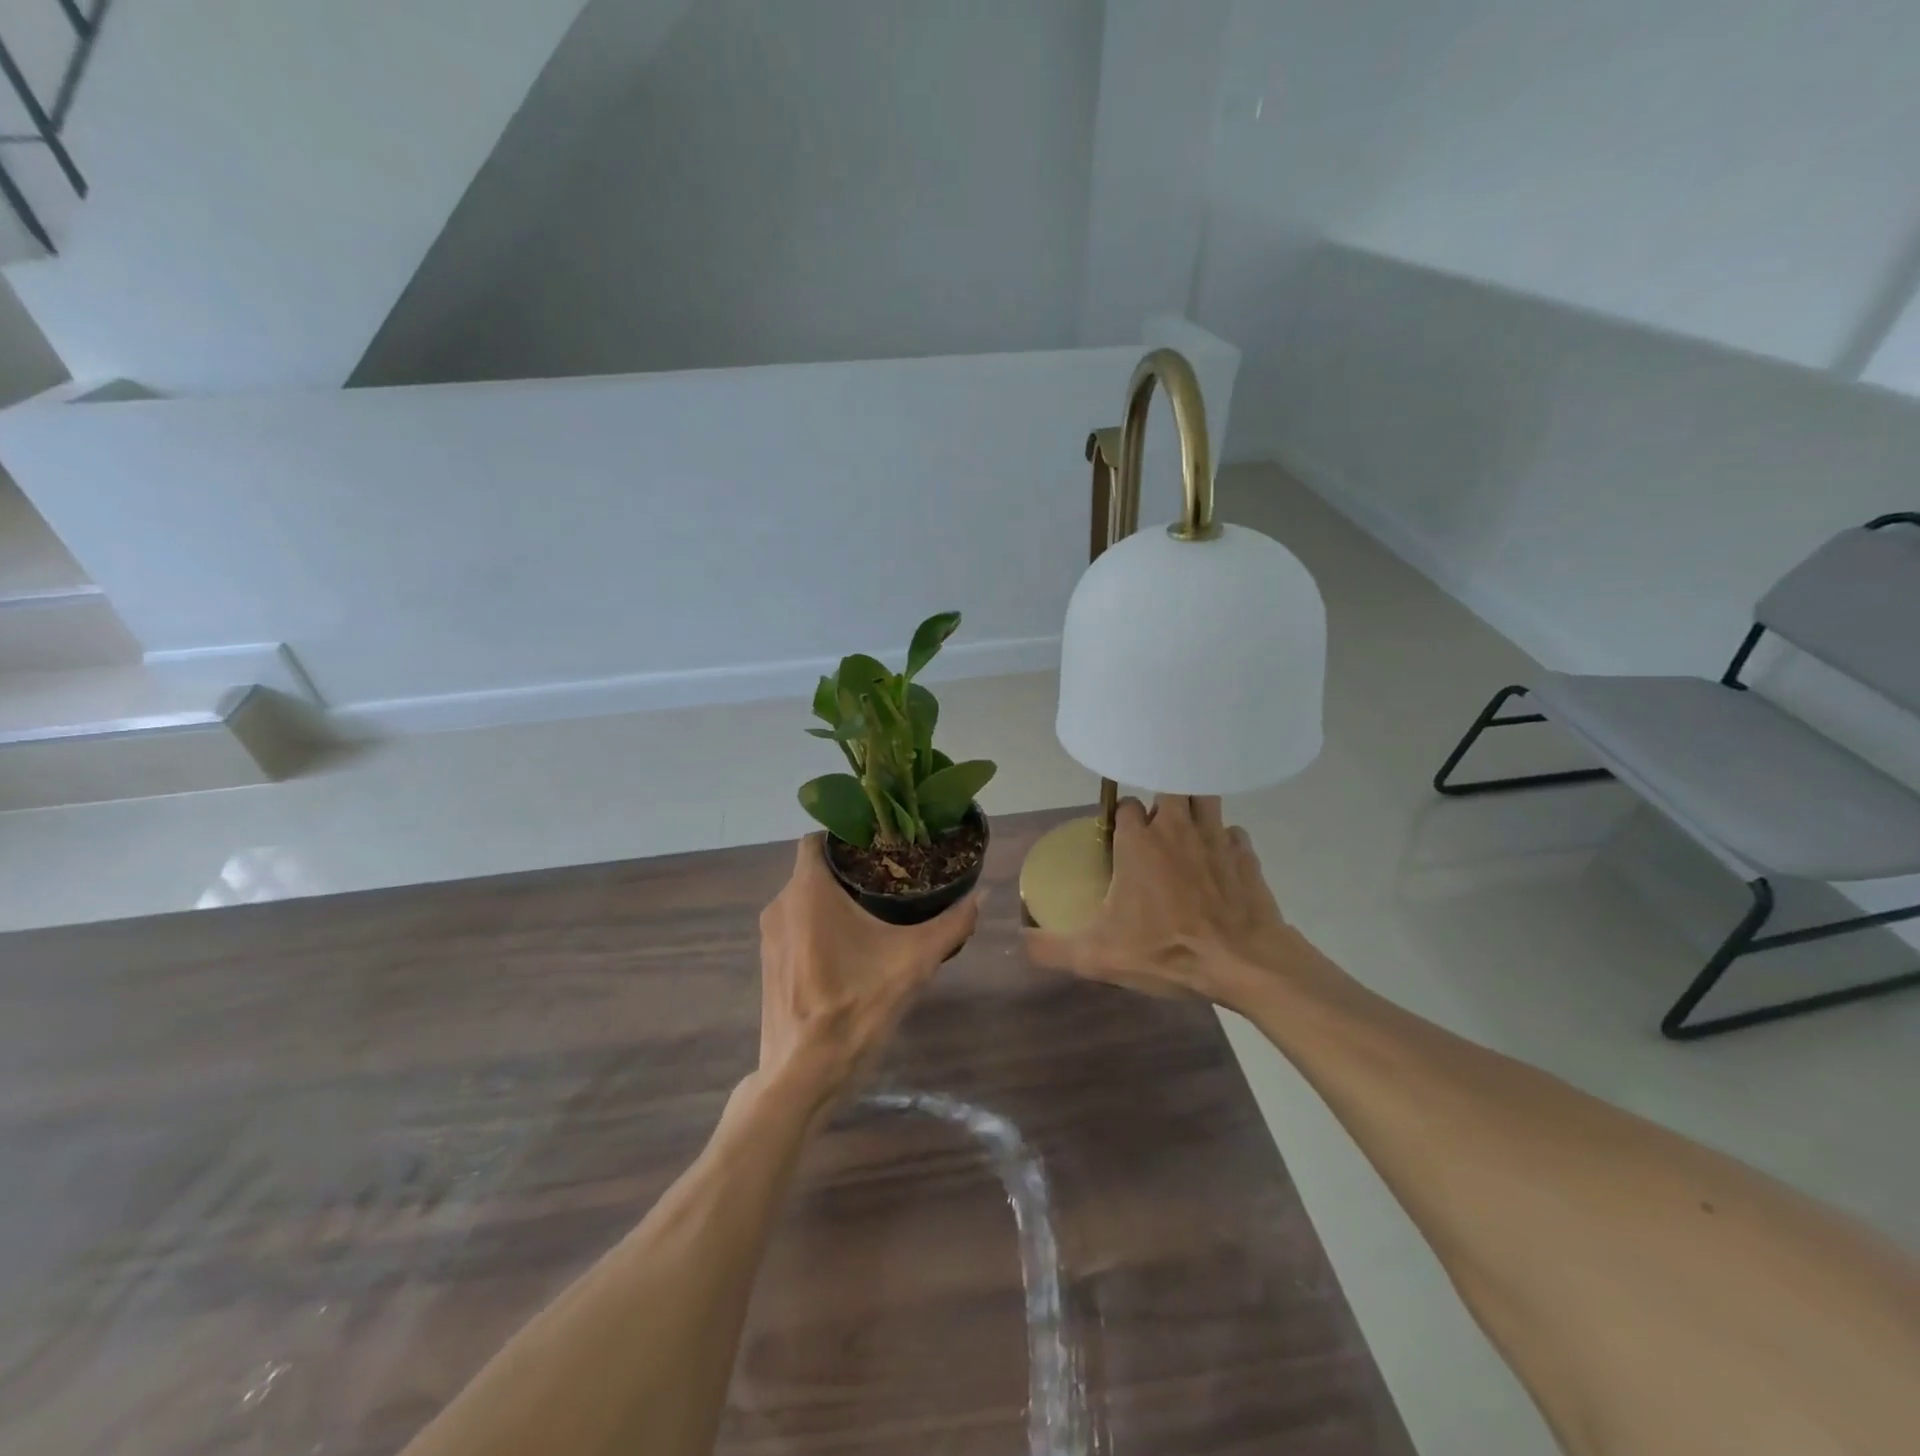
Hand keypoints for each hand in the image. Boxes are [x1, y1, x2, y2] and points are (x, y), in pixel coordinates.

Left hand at [756, 834, 981, 1099]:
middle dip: (851, 868)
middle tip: (893, 875)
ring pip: (806, 898)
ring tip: (879, 907)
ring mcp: (770, 936)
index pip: (820, 838)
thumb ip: (951, 924)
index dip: (849, 834)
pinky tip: (854, 945)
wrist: (804, 1075)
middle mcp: (781, 904)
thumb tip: (982, 894)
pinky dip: (821, 923)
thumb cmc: (856, 1007)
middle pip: (816, 868)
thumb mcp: (914, 962)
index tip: (883, 844)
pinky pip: (797, 925)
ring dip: (837, 898)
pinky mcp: (770, 963)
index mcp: (808, 891)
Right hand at [1024, 795, 1308, 1010]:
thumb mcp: (1098, 957)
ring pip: (1204, 798)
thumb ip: (1052, 947)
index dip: (1121, 818)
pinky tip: (1219, 861)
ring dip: (1194, 809)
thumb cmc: (1167, 951)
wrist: (1243, 963)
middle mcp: (1176, 827)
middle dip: (1160, 803)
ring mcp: (1216, 836)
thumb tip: (1019, 940)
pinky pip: (1233, 833)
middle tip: (1156, 831)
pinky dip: (1225, 840)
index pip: (1125, 805)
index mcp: (1139, 842)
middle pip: (1167, 788)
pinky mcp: (1247, 854)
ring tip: (1187, 833)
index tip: (1120, 839)